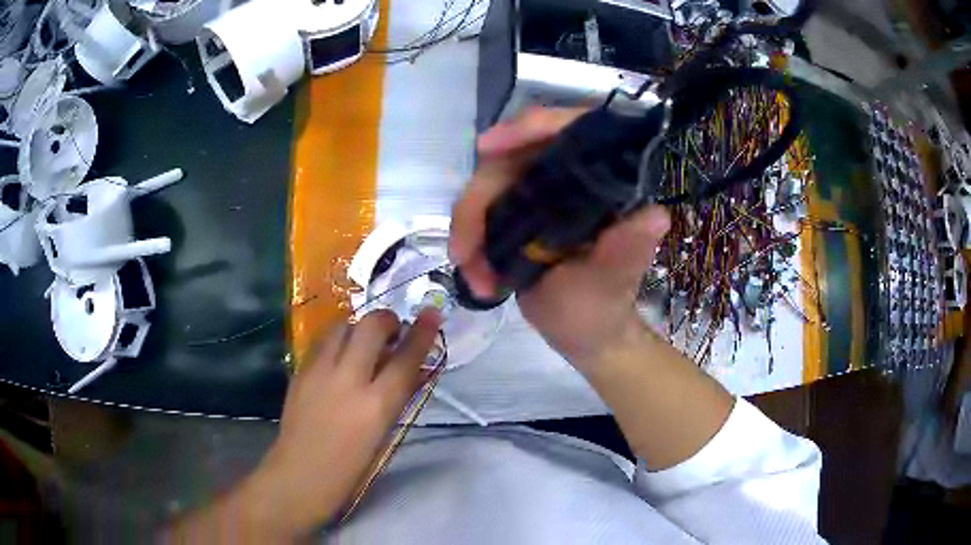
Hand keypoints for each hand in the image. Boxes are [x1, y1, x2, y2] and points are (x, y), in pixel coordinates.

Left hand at [244, 310, 440, 533]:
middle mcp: (348, 380)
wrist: (299, 475)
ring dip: (359, 327)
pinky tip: (340, 354)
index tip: (432, 314)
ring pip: (343, 325)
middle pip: (371, 327)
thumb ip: (396, 398)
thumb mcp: (382, 434)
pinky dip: (338, 339)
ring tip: (364, 342)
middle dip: (387, 320)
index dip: (423, 333)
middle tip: (393, 332)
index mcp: (376, 406)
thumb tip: (410, 368)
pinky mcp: (299, 371)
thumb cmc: (350, 468)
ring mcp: (319, 372)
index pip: (406, 358)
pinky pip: (323, 341)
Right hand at [450, 107, 669, 369]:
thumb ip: (626, 251)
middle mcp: (571, 177)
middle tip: (464, 251)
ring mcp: (541, 194)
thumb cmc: (602, 310)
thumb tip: (656, 216)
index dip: (529, 127)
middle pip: (512, 159)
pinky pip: (482, 211)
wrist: (581, 336)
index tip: (487, 146)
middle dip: (480, 202)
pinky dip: (470, 240)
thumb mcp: (611, 284)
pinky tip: (475, 275)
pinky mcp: (519, 213)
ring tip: (474, 276)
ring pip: (489, 186)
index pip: (570, 130)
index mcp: (607, 182)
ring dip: (469, 228)